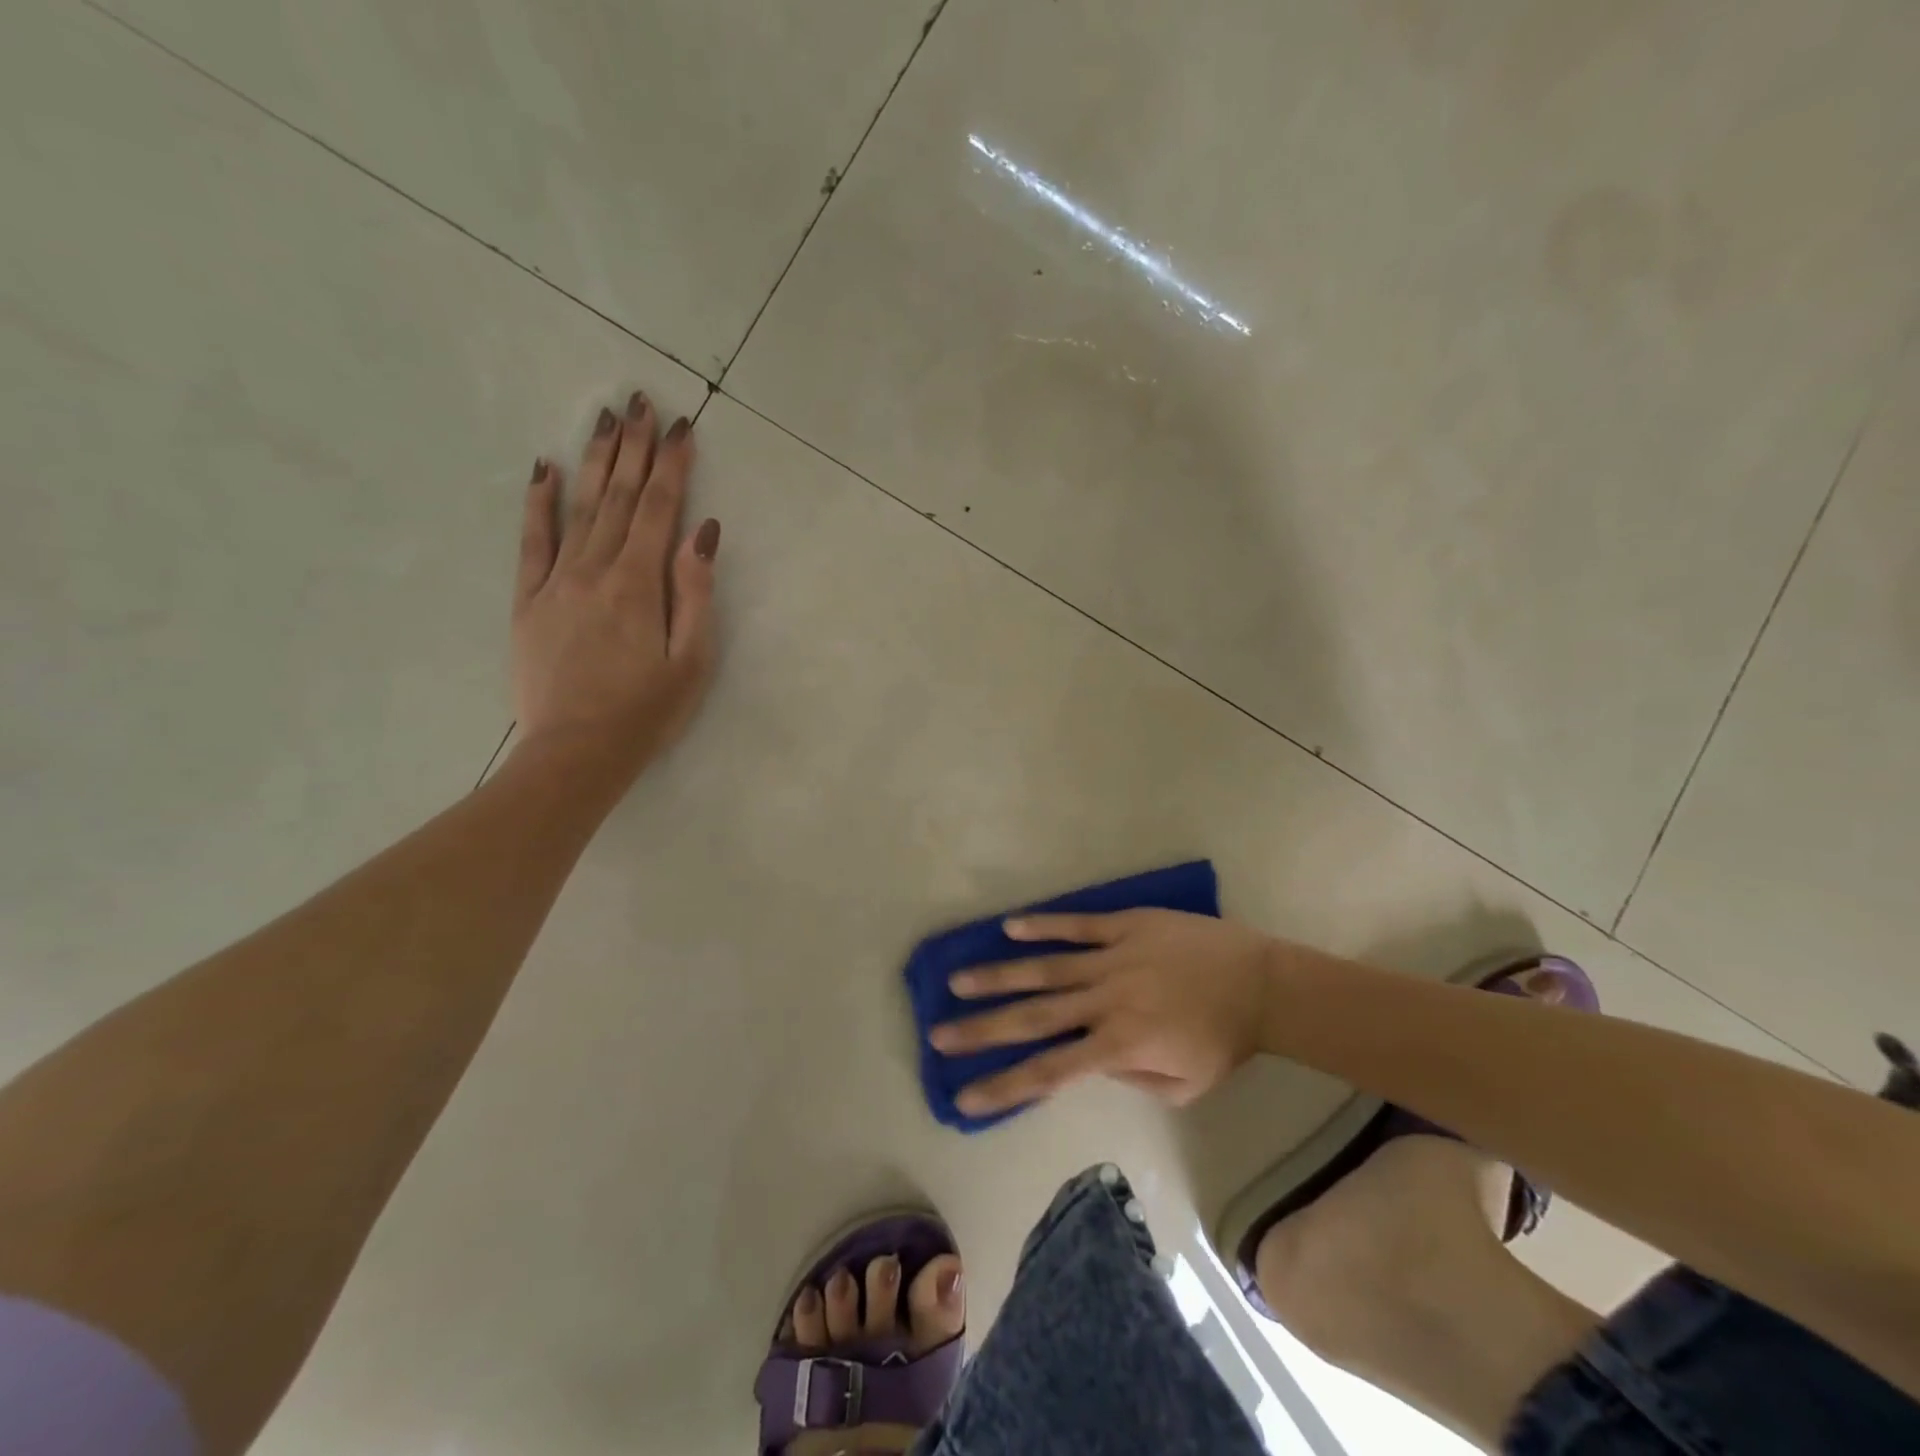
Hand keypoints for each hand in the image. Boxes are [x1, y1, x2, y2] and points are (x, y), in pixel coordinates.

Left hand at [512, 393, 720, 780]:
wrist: (576, 752)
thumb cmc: (647, 712)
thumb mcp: (692, 660)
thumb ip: (695, 593)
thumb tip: (701, 532)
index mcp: (638, 584)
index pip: (659, 510)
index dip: (672, 465)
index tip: (682, 426)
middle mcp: (594, 570)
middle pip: (619, 498)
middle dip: (634, 448)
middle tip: (641, 401)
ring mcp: (556, 583)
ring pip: (579, 508)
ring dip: (595, 461)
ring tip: (606, 420)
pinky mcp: (529, 601)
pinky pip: (532, 541)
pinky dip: (539, 503)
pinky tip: (545, 470)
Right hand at [930, 910, 1278, 1115]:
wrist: (1261, 982)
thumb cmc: (1224, 1040)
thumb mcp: (1183, 1085)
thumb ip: (1130, 1078)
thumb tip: (1088, 1061)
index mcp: (1120, 1045)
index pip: (1050, 1071)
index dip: (1004, 1085)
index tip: (964, 1095)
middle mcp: (1106, 1001)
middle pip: (1034, 1017)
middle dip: (983, 1029)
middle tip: (939, 1035)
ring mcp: (1113, 958)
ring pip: (1045, 967)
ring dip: (999, 975)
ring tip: (958, 980)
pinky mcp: (1125, 925)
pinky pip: (1077, 925)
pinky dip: (1043, 926)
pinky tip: (1009, 926)